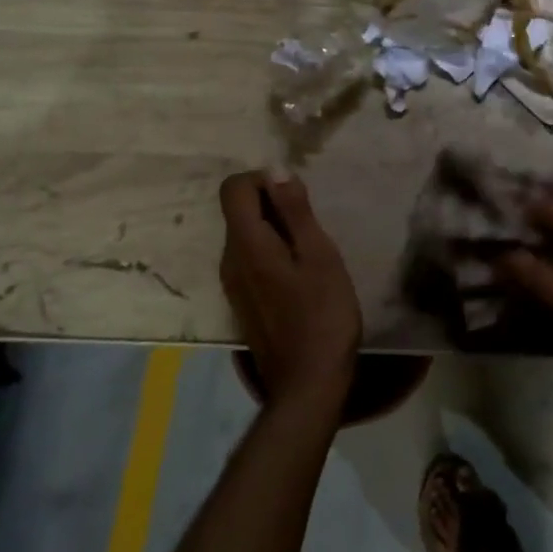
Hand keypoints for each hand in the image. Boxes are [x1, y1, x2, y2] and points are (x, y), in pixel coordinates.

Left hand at [219, 170, 360, 419]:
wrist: (308, 381)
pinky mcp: (242, 301)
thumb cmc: (323, 314)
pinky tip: (302, 276)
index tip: (297, 197)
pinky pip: (250, 260)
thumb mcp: (319, 256)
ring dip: (275, 230)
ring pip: (246, 236)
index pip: (234, 189)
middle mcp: (229, 259)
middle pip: (238, 211)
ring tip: (312, 251)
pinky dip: (272, 253)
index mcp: (247, 244)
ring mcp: (232, 284)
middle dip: (273, 205)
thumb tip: (275, 170)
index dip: (263, 180)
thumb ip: (295, 212)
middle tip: (314, 226)